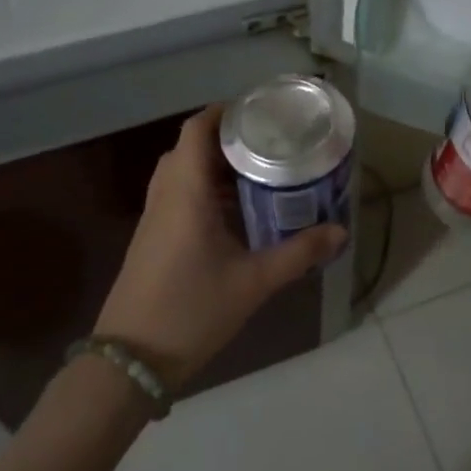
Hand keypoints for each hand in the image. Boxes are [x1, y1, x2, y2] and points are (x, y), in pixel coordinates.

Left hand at [93, 107, 346, 389]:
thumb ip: (298, 253)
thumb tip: (341, 232)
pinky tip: (234, 211)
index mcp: (186, 192)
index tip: (259, 110)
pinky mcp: (152, 238)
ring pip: (182, 171)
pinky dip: (204, 188)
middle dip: (226, 137)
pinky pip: (177, 194)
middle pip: (190, 146)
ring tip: (258, 170)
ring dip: (214, 165)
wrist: (130, 361)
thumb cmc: (191, 311)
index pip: (197, 129)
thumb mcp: (253, 282)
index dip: (224, 111)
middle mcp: (166, 195)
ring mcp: (154, 218)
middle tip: (267, 141)